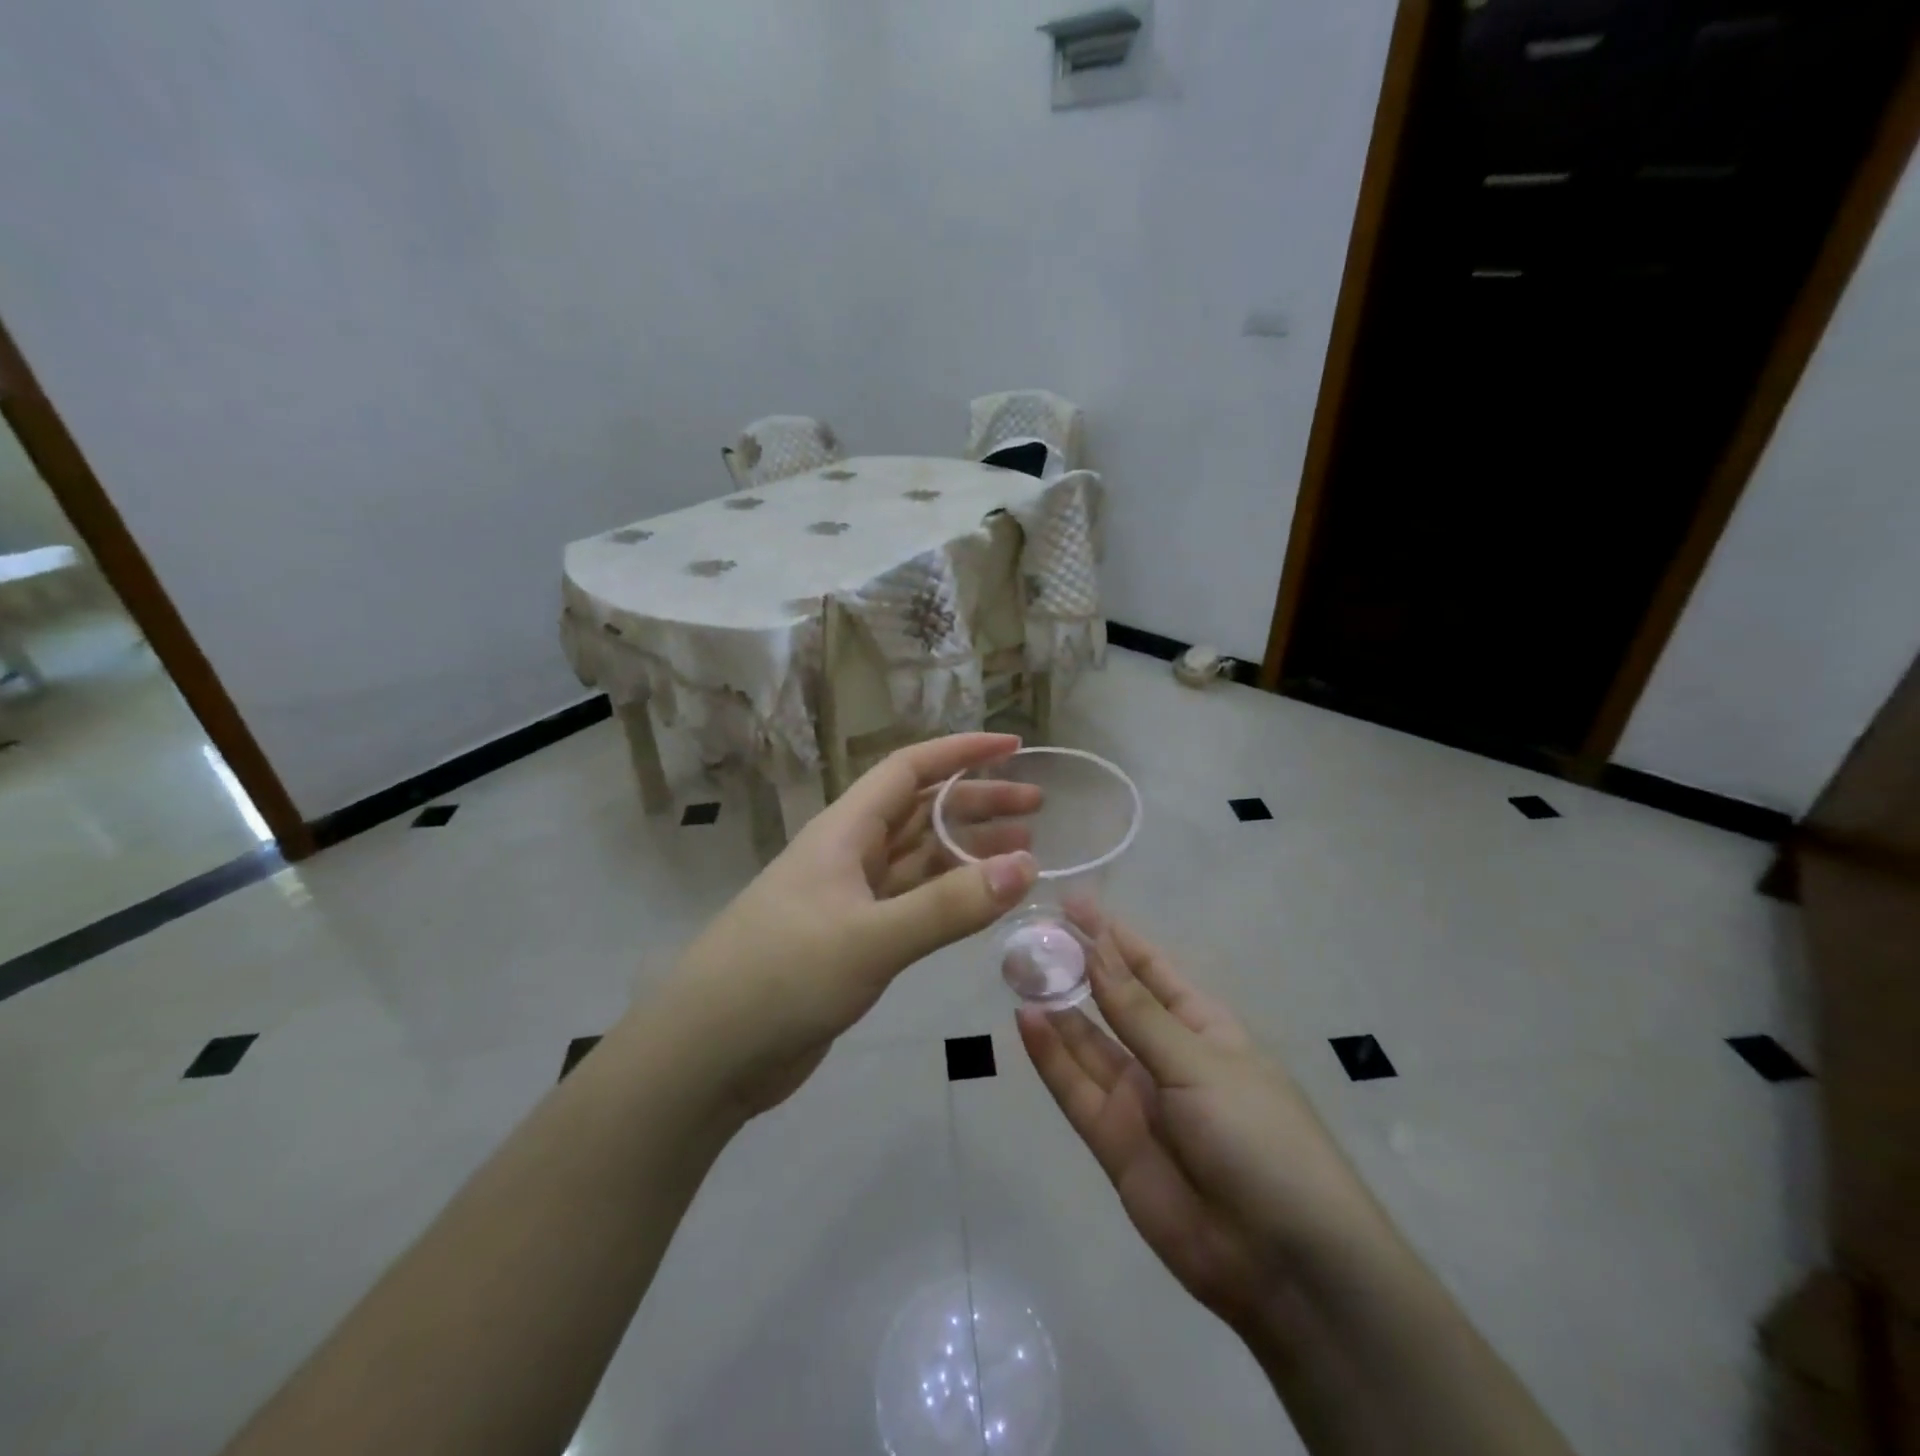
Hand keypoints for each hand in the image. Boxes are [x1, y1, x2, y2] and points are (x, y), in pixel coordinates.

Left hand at [658, 733, 1039, 1118]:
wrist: (707, 1053)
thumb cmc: (781, 977)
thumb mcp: (870, 938)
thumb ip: (948, 907)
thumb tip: (1027, 865)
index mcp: (845, 831)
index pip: (909, 770)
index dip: (961, 753)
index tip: (1013, 748)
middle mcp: (850, 855)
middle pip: (922, 811)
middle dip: (977, 803)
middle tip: (1036, 808)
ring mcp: (851, 899)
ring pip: (920, 859)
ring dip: (968, 852)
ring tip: (1026, 853)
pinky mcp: (854, 941)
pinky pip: (912, 904)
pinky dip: (949, 898)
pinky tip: (981, 904)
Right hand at [1017, 906, 1381, 1338]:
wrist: (1284, 1265)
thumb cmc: (1259, 1138)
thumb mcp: (1200, 1063)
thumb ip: (1138, 1012)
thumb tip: (1097, 948)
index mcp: (1204, 1028)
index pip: (1150, 969)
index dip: (1114, 936)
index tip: (1073, 904)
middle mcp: (1167, 1057)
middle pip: (1113, 1002)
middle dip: (1077, 968)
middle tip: (1031, 932)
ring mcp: (1138, 1099)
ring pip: (1087, 1042)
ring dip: (1056, 1007)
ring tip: (1018, 967)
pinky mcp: (1112, 1141)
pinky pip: (1074, 1089)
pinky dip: (1049, 1056)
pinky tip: (1025, 1019)